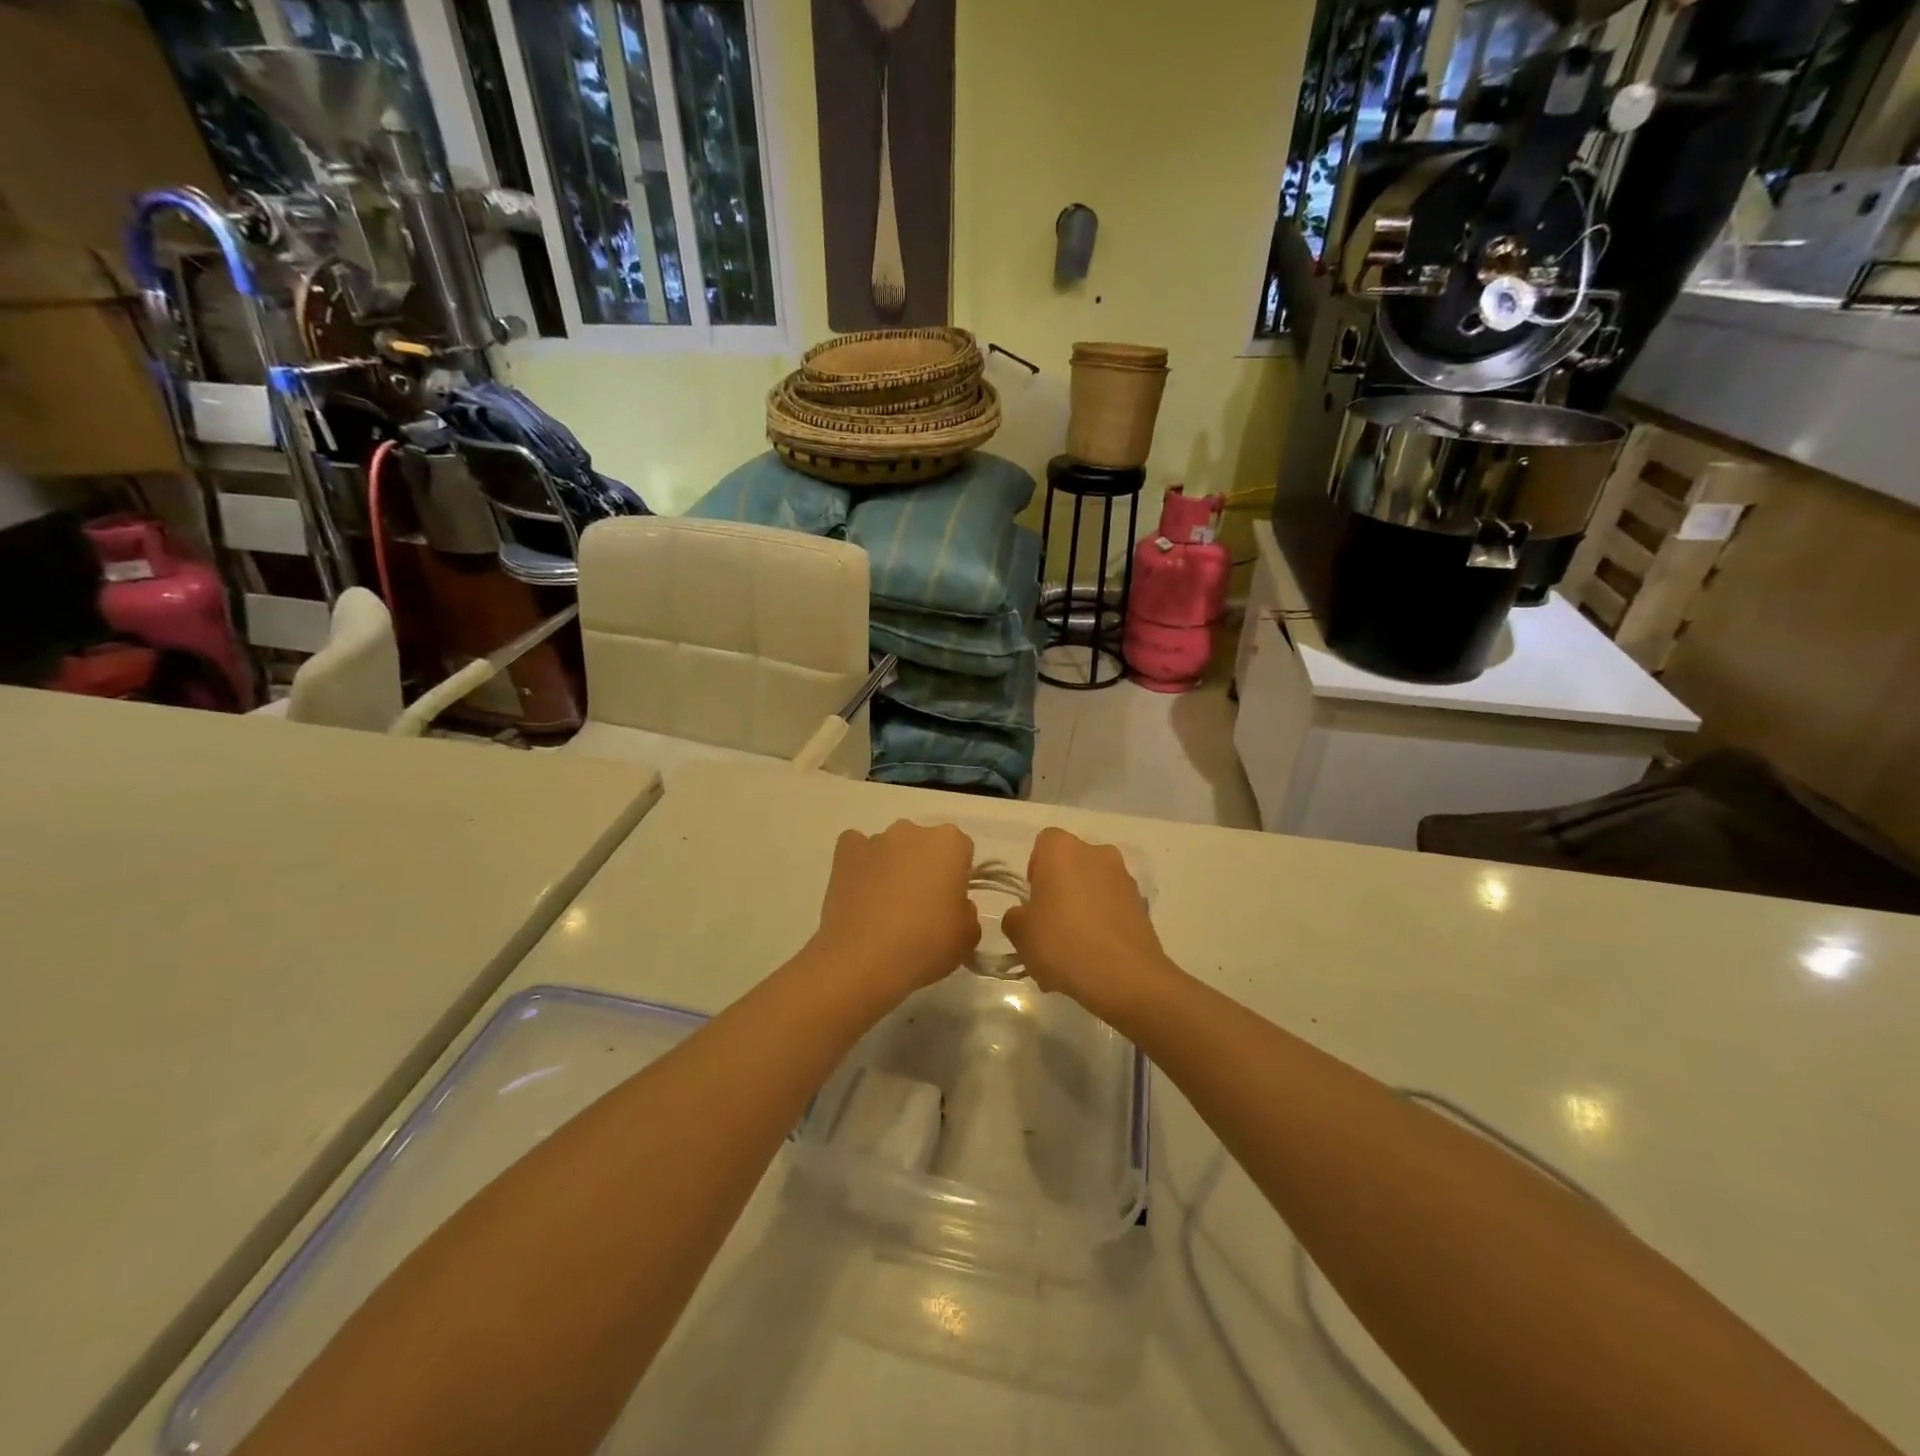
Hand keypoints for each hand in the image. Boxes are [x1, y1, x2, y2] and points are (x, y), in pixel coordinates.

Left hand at [808, 821, 979, 1002]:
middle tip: (920, 906)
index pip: (961, 850)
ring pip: (891, 848)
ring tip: (884, 908)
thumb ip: (967, 911)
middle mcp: (912, 831)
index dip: (957, 876)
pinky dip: (860, 865)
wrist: (864, 960)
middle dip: (924, 867)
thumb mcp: (967, 937)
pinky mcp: (845, 853)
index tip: (950, 902)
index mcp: (949, 843)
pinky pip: (856, 849)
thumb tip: (953, 905)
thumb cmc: (925, 945)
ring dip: (892, 867)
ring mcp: (875, 840)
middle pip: (924, 844)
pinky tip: (859, 892)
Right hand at [1003, 828, 1170, 1017]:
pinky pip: (1113, 908)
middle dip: (1060, 889)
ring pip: (1094, 887)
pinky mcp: (1142, 905)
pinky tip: (1094, 958)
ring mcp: (1124, 878)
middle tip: (1050, 925)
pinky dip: (1103, 924)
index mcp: (1063, 850)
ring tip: (1073, 950)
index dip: (1035, 869)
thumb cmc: (1062, 943)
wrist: (1124, 977)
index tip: (1033, 900)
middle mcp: (1097, 853)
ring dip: (1083, 907)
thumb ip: (1015, 917)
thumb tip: (1024, 915)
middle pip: (1071, 865)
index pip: (1043, 844)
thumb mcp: (1020, 933)